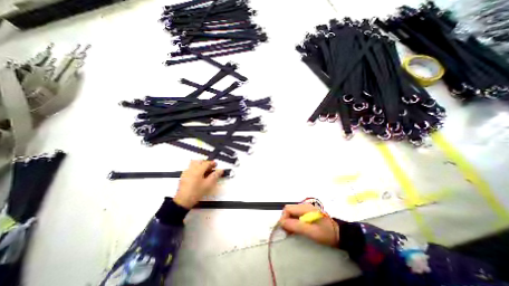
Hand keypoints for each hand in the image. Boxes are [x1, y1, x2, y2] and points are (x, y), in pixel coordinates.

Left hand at [175, 160, 222, 208]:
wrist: (183, 201)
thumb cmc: (196, 192)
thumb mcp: (208, 184)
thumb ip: (215, 176)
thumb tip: (220, 170)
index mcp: (198, 170)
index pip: (206, 163)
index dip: (212, 163)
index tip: (216, 165)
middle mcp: (191, 169)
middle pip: (200, 161)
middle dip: (206, 163)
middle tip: (211, 167)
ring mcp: (186, 172)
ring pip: (194, 163)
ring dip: (200, 165)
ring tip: (205, 170)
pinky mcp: (183, 176)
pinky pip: (190, 168)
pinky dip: (195, 168)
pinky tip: (198, 175)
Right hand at [278, 204, 336, 246]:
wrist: (340, 234)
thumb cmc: (326, 233)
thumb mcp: (311, 231)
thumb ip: (296, 226)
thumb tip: (282, 223)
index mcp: (304, 208)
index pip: (287, 209)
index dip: (284, 218)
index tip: (284, 230)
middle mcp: (303, 206)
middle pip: (289, 209)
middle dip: (285, 220)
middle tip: (287, 232)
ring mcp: (306, 209)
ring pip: (292, 212)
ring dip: (289, 221)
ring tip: (291, 232)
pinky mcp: (307, 213)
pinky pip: (296, 215)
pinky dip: (293, 221)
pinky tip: (296, 229)